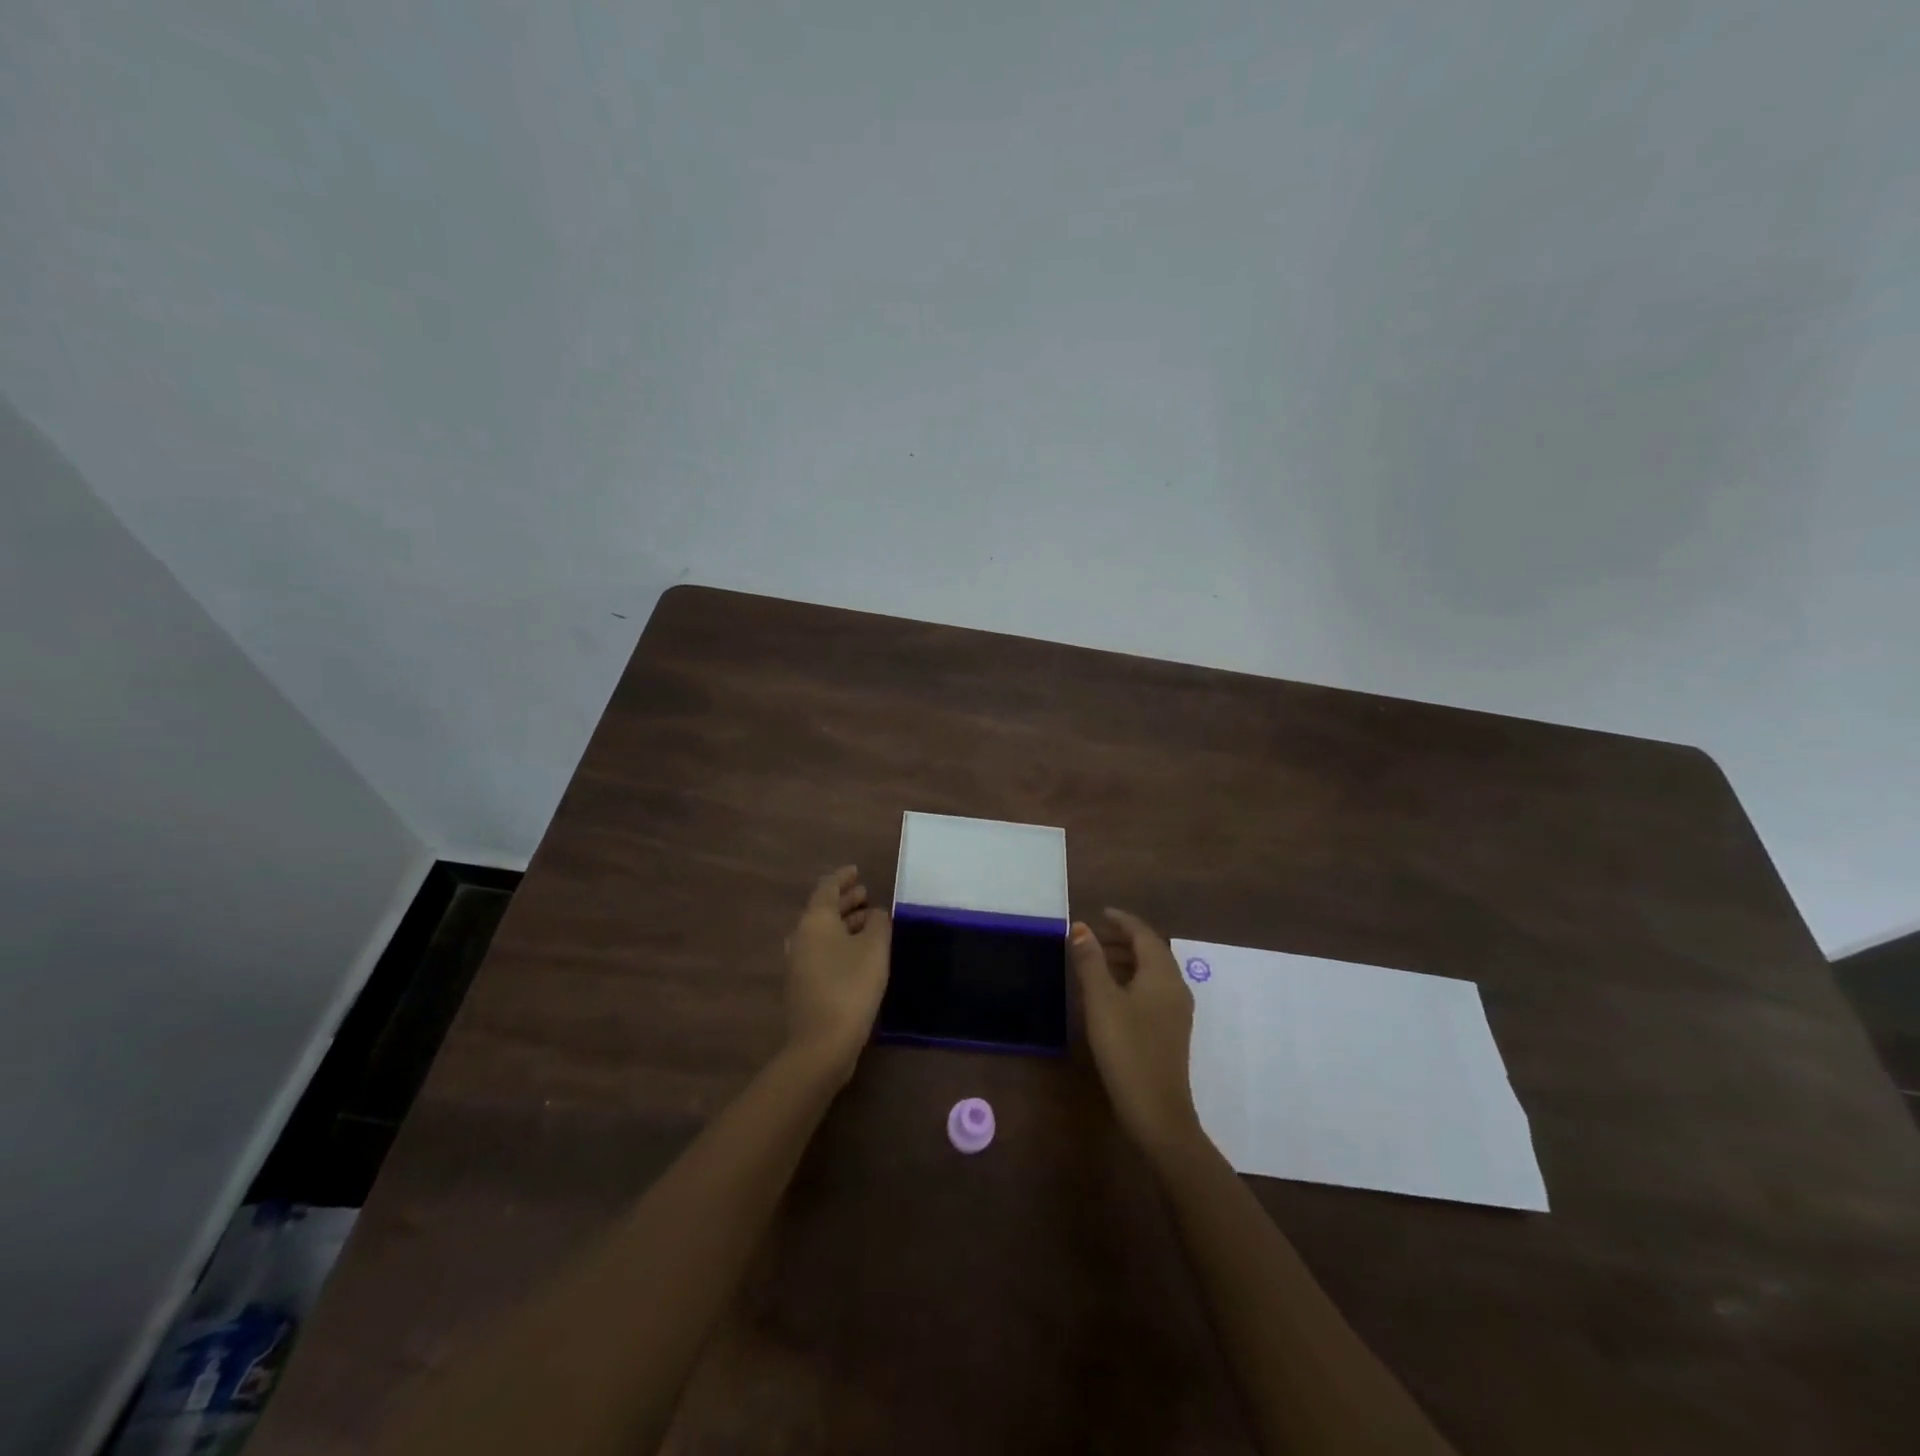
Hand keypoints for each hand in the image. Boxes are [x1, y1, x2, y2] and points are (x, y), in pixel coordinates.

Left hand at [783, 866, 891, 1084]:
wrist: (822, 1043)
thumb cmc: (851, 986)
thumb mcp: (874, 948)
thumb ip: (878, 922)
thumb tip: (874, 913)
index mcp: (814, 921)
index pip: (827, 888)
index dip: (842, 877)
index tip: (856, 871)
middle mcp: (800, 937)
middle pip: (822, 910)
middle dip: (844, 900)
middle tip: (865, 894)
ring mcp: (798, 963)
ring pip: (822, 932)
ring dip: (843, 923)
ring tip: (867, 921)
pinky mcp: (802, 985)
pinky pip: (821, 951)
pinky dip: (839, 943)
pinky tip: (857, 952)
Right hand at [1070, 908, 1201, 1157]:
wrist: (1157, 1111)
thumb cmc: (1127, 1048)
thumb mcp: (1101, 1001)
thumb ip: (1090, 961)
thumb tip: (1080, 927)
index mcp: (1162, 974)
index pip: (1144, 934)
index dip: (1122, 920)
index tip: (1100, 912)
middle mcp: (1175, 987)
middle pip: (1151, 951)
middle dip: (1123, 939)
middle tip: (1093, 936)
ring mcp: (1176, 1011)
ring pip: (1152, 971)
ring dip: (1127, 959)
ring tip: (1096, 960)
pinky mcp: (1171, 1030)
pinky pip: (1153, 990)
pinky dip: (1132, 979)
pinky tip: (1111, 993)